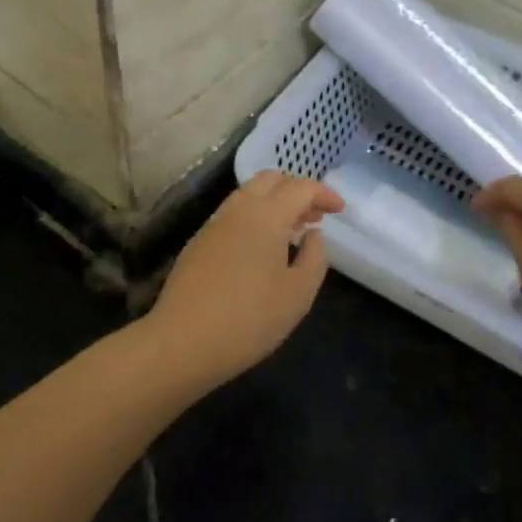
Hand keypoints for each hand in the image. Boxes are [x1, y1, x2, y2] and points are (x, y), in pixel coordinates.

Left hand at [141, 171, 344, 388]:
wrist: (182, 342)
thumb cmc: (249, 319)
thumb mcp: (298, 294)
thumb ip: (315, 257)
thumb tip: (312, 233)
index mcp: (266, 215)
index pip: (300, 187)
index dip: (324, 194)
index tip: (340, 210)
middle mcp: (239, 209)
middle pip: (271, 179)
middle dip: (297, 190)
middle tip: (314, 217)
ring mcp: (214, 223)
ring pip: (249, 194)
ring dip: (274, 202)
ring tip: (292, 231)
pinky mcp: (199, 241)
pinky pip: (233, 214)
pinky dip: (255, 216)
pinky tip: (262, 248)